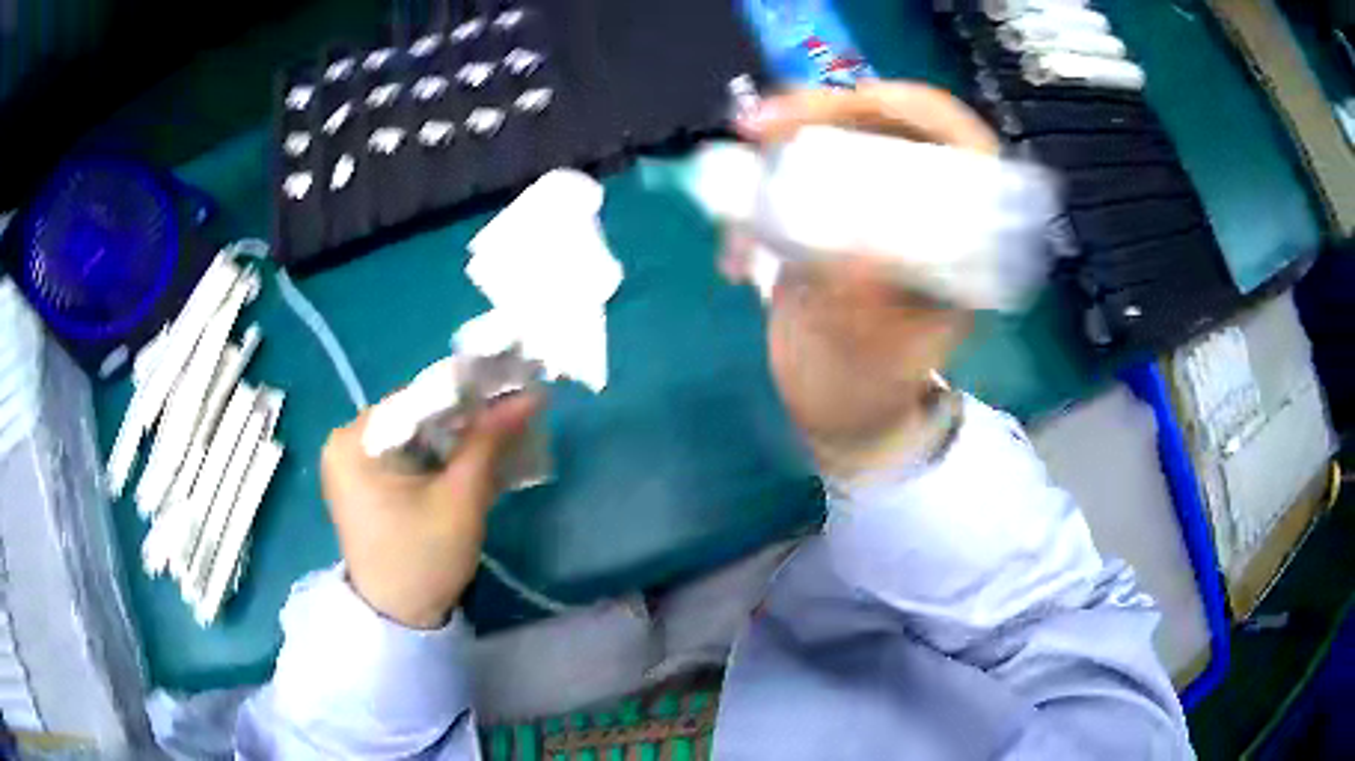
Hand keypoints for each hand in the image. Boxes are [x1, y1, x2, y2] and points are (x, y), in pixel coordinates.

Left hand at [321, 394, 539, 628]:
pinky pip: (409, 455)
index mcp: (355, 440)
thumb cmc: (424, 559)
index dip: (469, 394)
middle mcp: (347, 441)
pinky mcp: (365, 482)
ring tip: (501, 440)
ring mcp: (353, 463)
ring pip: (416, 434)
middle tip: (513, 418)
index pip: (419, 398)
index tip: (511, 392)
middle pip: (417, 415)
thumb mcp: (461, 499)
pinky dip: (441, 458)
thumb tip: (528, 397)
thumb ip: (489, 442)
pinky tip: (474, 462)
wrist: (399, 619)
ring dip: (458, 439)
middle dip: (466, 419)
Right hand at [729, 82, 995, 478]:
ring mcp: (867, 209)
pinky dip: (751, 187)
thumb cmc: (871, 391)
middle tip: (765, 124)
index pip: (963, 148)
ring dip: (781, 137)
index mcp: (961, 242)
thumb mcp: (877, 363)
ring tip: (740, 150)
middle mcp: (919, 212)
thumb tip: (856, 251)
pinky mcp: (823, 218)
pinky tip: (732, 243)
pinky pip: (788, 175)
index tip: (862, 102)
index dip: (919, 109)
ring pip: (833, 139)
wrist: (836, 408)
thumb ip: (869, 315)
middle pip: (887, 127)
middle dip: (827, 110)